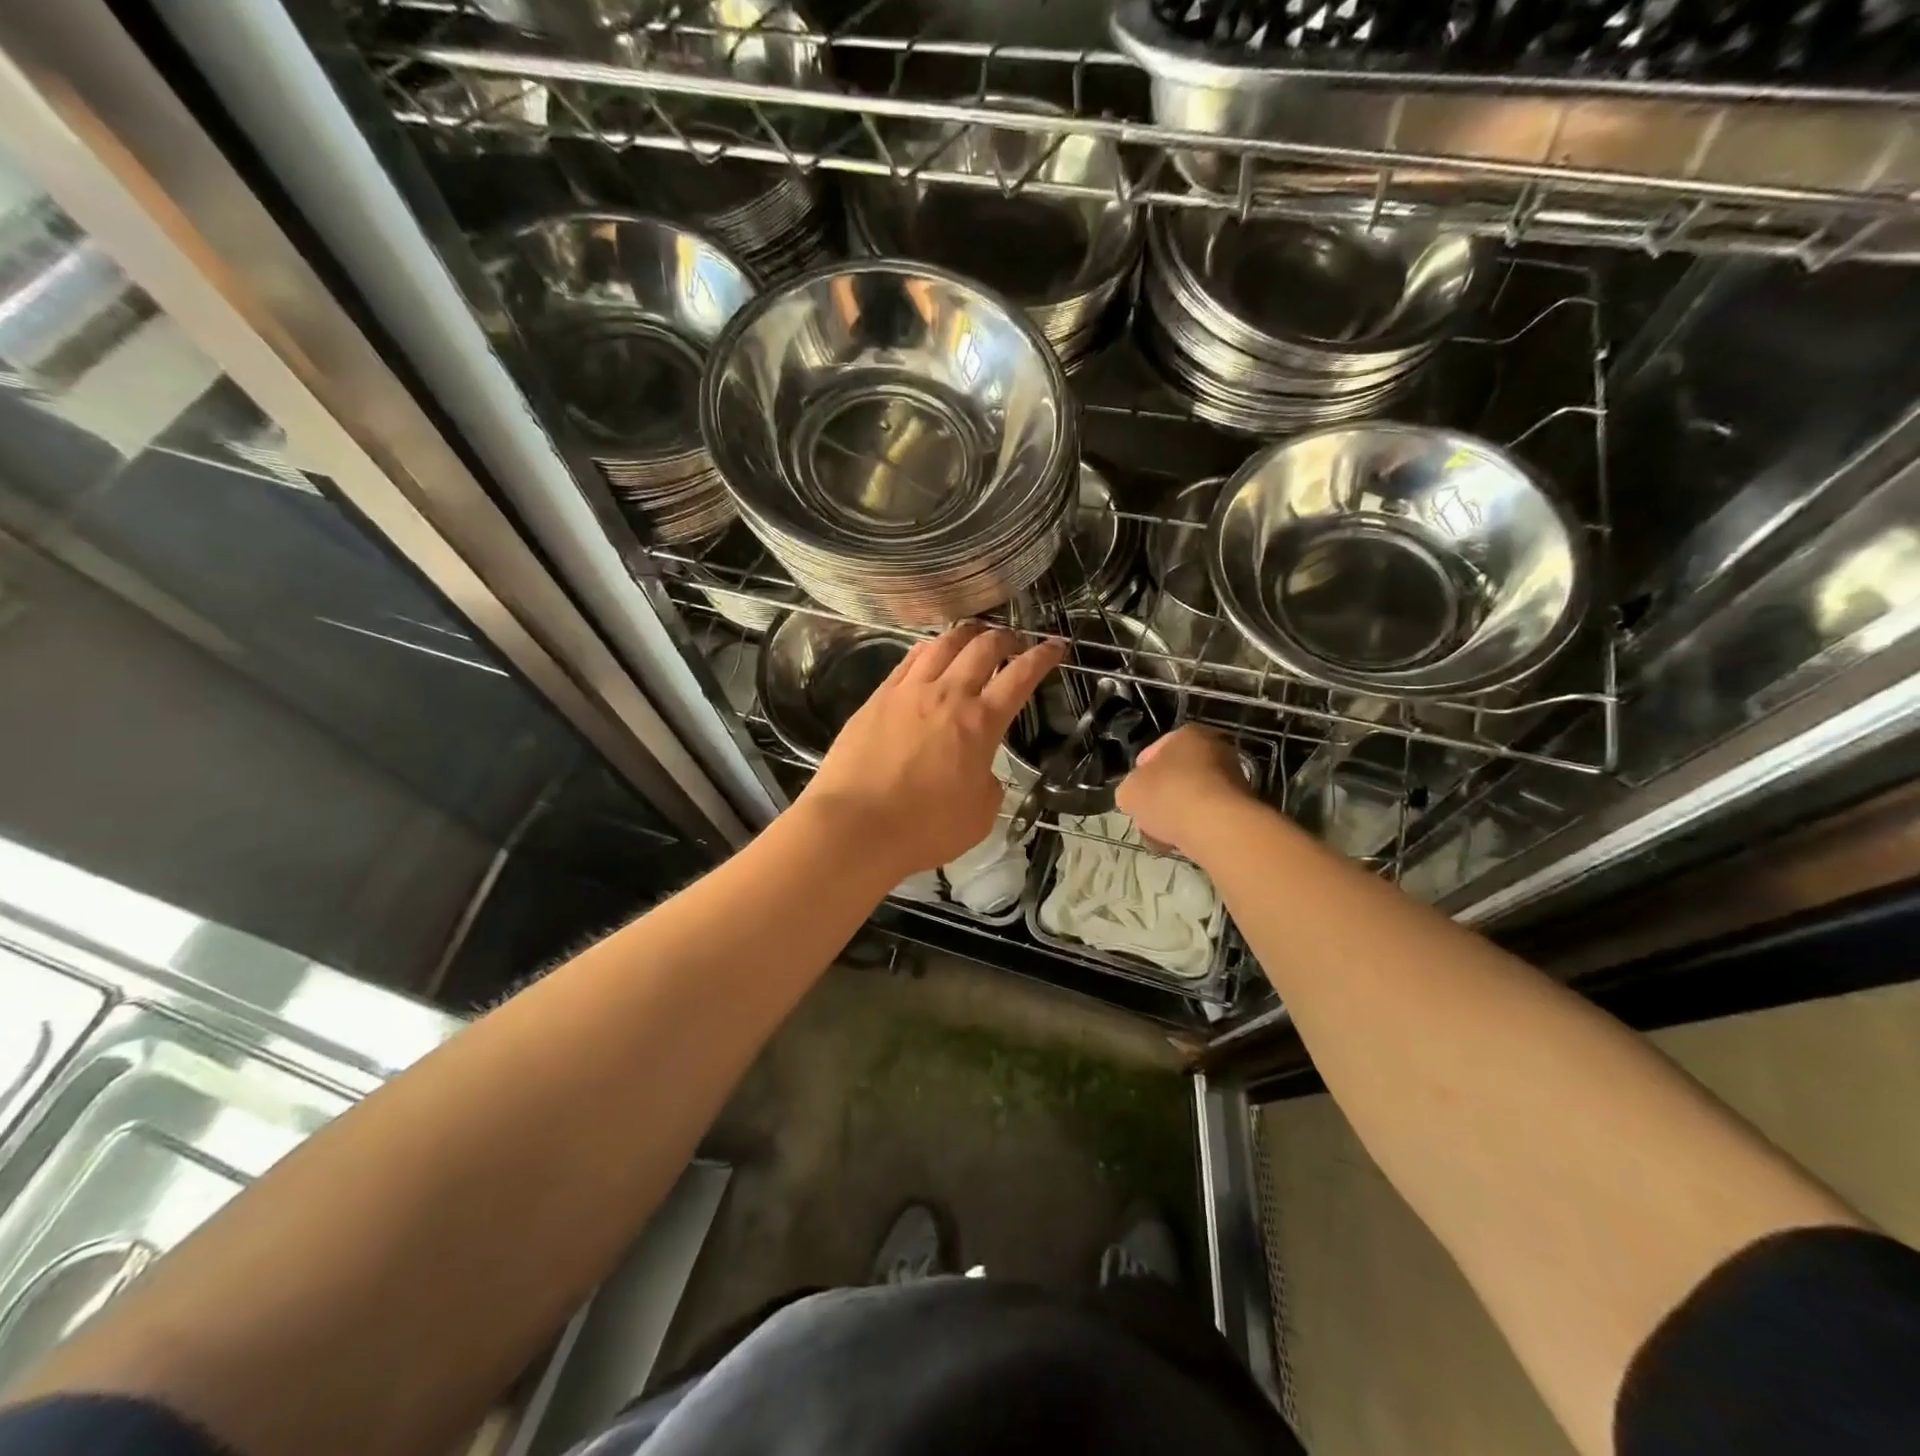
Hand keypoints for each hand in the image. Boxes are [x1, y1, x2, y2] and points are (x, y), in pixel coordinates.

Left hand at [799, 623, 1065, 877]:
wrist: (855, 826)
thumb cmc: (924, 828)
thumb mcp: (980, 815)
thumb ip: (989, 784)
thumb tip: (981, 770)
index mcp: (980, 723)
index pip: (1020, 676)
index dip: (1043, 657)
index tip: (1056, 646)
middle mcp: (947, 695)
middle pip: (983, 646)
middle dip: (1006, 637)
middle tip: (1014, 643)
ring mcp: (909, 691)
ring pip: (943, 643)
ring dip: (966, 634)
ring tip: (974, 637)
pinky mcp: (878, 697)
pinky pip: (909, 659)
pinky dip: (929, 648)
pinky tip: (930, 653)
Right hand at [1116, 724, 1253, 860]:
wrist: (1217, 827)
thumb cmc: (1168, 796)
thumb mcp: (1129, 791)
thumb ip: (1129, 789)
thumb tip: (1136, 796)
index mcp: (1186, 734)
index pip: (1152, 752)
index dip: (1138, 775)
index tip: (1133, 796)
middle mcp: (1214, 748)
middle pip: (1175, 775)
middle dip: (1160, 797)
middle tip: (1147, 817)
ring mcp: (1233, 777)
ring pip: (1192, 797)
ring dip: (1177, 814)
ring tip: (1164, 836)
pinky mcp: (1244, 806)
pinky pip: (1209, 815)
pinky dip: (1196, 826)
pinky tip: (1184, 842)